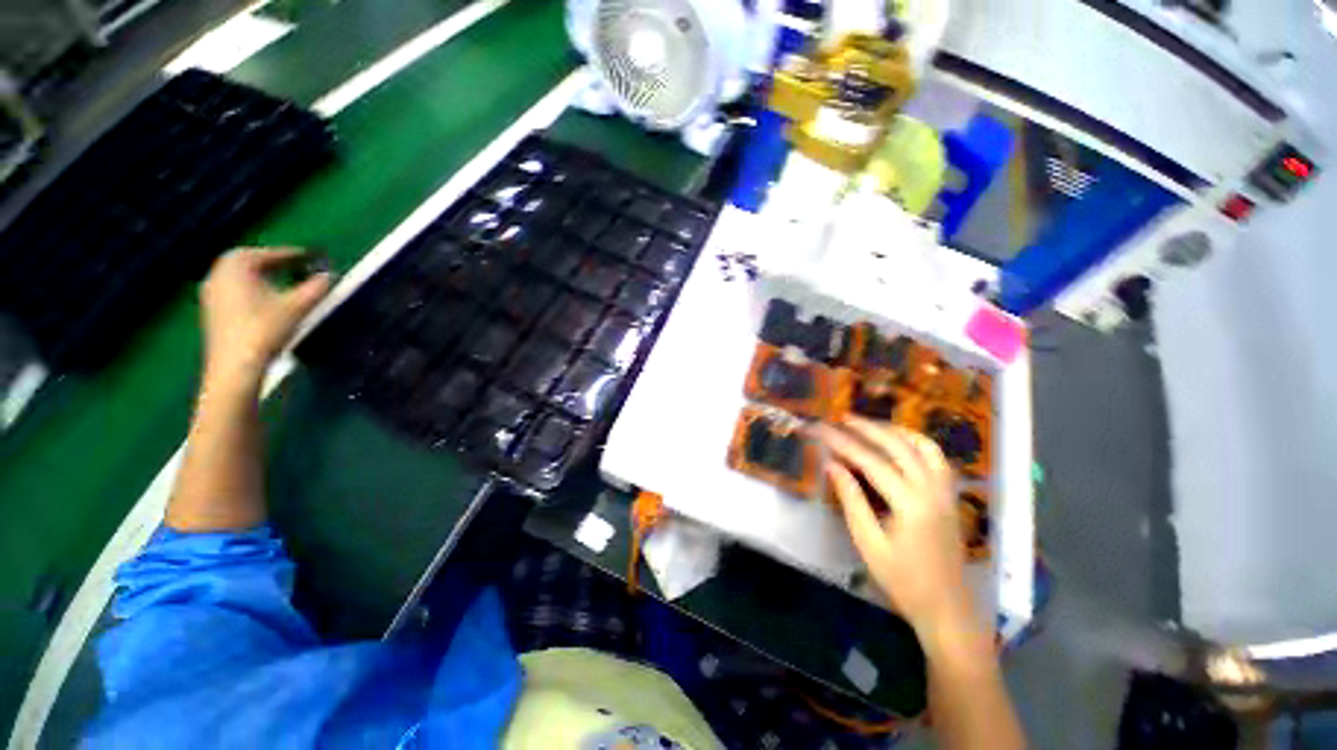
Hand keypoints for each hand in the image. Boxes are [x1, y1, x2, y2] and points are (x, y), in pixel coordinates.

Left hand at [200, 248, 331, 384]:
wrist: (235, 365)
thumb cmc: (265, 329)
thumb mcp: (297, 306)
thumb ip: (315, 288)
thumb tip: (330, 275)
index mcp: (237, 265)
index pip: (270, 253)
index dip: (294, 254)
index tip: (313, 256)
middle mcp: (219, 272)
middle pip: (249, 259)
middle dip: (273, 261)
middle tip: (296, 265)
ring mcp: (211, 291)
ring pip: (240, 274)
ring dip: (262, 274)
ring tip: (284, 281)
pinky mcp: (212, 309)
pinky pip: (234, 288)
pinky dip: (251, 287)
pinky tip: (266, 298)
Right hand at [818, 418, 979, 644]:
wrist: (947, 607)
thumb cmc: (903, 580)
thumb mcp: (868, 543)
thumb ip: (851, 500)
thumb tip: (832, 465)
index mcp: (910, 504)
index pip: (870, 461)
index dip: (843, 443)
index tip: (821, 429)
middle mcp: (932, 491)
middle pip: (898, 446)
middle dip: (867, 428)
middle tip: (842, 417)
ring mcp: (946, 492)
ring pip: (923, 446)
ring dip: (894, 430)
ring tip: (869, 425)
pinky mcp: (950, 496)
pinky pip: (937, 458)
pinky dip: (916, 442)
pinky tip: (899, 443)